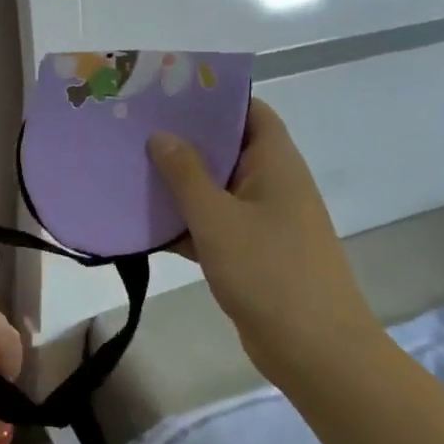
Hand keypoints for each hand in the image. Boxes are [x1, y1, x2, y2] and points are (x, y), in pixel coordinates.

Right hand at [148, 99, 385, 369]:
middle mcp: (272, 184)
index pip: (249, 111)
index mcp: (275, 163)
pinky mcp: (251, 253)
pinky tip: (144, 223)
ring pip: (216, 189)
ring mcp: (263, 220)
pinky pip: (214, 225)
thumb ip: (186, 174)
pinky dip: (185, 223)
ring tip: (130, 168)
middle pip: (227, 148)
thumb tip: (162, 135)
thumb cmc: (269, 272)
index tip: (167, 93)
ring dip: (179, 184)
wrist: (314, 350)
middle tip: (135, 129)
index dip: (213, 98)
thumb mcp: (218, 219)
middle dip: (185, 140)